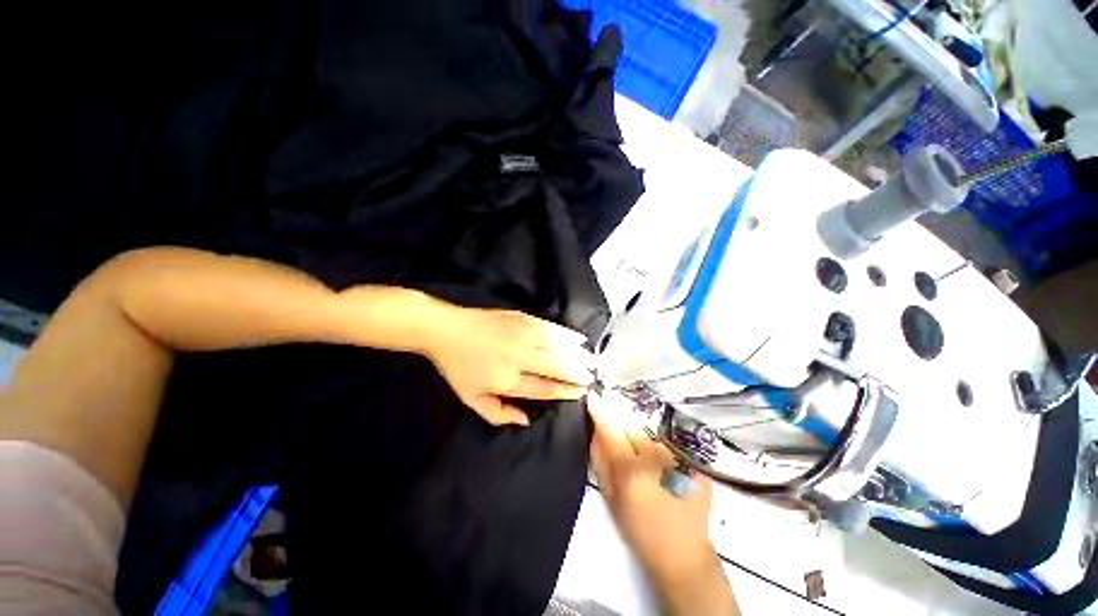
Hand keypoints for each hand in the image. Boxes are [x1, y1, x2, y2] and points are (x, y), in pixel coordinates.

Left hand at [423, 306, 594, 426]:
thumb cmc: (459, 366)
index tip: (580, 391)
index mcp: (508, 380)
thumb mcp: (472, 399)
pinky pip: (552, 328)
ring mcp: (523, 335)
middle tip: (593, 376)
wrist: (448, 330)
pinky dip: (568, 335)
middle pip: (558, 367)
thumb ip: (498, 414)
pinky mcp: (523, 319)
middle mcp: (520, 357)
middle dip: (579, 373)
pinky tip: (579, 339)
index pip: (546, 388)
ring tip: (591, 361)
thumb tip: (526, 420)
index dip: (566, 390)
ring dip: (578, 355)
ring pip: (559, 347)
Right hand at [587, 392, 737, 614]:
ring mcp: (679, 459)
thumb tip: (595, 430)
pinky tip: (661, 467)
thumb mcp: (611, 498)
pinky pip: (669, 444)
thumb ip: (600, 460)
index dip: (601, 411)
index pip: (612, 430)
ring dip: (641, 437)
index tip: (593, 396)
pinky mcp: (695, 463)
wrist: (683, 554)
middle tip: (619, 436)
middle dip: (621, 424)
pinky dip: (660, 448)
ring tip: (643, 458)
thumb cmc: (640, 530)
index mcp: (631, 470)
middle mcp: (656, 459)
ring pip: (651, 434)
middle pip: (632, 427)